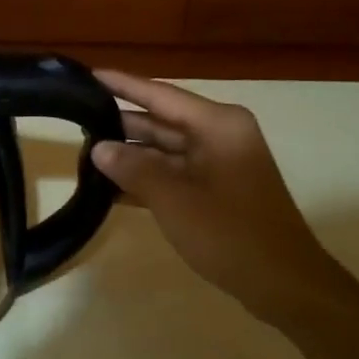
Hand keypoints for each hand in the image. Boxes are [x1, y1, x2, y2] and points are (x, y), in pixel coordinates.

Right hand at [91, 71, 345, 323]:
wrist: (283, 283)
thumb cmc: (230, 234)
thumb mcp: (174, 199)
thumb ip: (134, 169)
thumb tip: (99, 148)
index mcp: (217, 125)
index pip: (160, 95)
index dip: (123, 85)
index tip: (88, 75)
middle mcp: (218, 136)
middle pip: (160, 121)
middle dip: (120, 124)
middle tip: (75, 120)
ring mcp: (218, 163)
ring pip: (163, 150)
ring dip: (128, 155)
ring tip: (83, 154)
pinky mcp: (214, 189)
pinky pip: (172, 174)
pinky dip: (144, 179)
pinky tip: (108, 188)